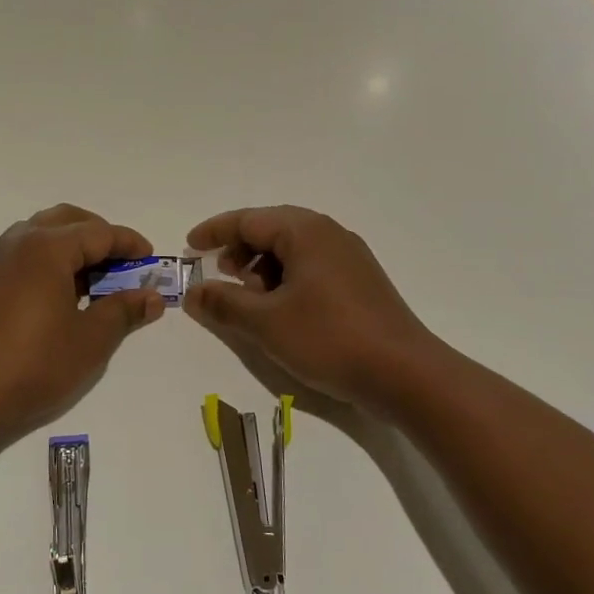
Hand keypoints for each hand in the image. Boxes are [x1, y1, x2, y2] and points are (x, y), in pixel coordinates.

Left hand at [0, 204, 164, 443]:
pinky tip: (64, 292)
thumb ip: (124, 310)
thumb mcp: (91, 339)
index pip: (99, 233)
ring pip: (43, 232)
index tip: (151, 260)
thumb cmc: (36, 365)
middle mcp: (20, 242)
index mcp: (48, 247)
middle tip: (123, 263)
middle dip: (100, 235)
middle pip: (68, 220)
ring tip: (96, 279)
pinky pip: (26, 252)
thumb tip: (152, 297)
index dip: (129, 244)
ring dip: (73, 245)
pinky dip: (51, 259)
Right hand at [183, 205, 433, 407]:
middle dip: (239, 252)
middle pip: (271, 230)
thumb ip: (224, 303)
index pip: (248, 219)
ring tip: (253, 303)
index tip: (189, 247)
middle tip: (221, 278)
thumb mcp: (265, 323)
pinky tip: (283, 313)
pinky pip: (312, 268)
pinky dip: (287, 281)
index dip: (214, 232)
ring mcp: (349, 258)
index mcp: (305, 231)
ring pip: (292, 251)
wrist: (405, 374)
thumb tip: (193, 292)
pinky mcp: (360, 282)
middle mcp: (329, 234)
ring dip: (263, 270)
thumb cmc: (329, 338)